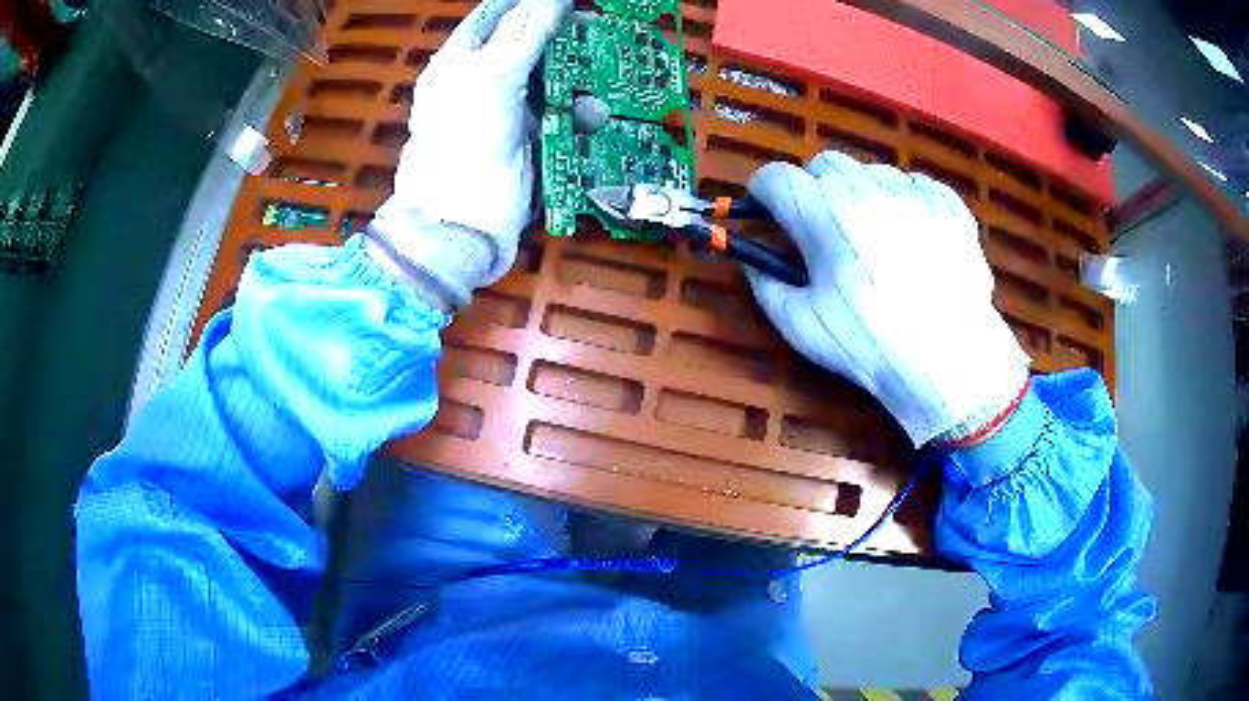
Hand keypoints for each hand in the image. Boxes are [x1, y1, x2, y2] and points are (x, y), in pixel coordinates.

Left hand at [367, 0, 570, 307]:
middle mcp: (478, 82)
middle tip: (597, 29)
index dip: (528, 2)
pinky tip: (593, 119)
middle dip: (562, 37)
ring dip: (577, 78)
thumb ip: (525, 33)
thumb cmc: (465, 146)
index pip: (495, 15)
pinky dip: (577, 115)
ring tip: (603, 78)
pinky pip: (555, 116)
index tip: (566, 0)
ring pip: (547, 79)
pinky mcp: (523, 142)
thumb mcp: (494, 79)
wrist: (458, 227)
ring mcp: (501, 113)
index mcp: (459, 61)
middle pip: (525, 44)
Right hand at [745, 152, 1030, 446]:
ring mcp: (912, 191)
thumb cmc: (869, 345)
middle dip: (814, 188)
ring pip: (872, 172)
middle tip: (824, 227)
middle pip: (824, 164)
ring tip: (875, 236)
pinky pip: (916, 185)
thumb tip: (753, 262)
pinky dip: (905, 201)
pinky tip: (913, 236)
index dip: (764, 192)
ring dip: (861, 193)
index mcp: (822, 213)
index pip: (775, 177)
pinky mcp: (948, 203)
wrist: (948, 361)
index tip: (768, 211)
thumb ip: (766, 285)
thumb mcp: (801, 325)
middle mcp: (865, 187)